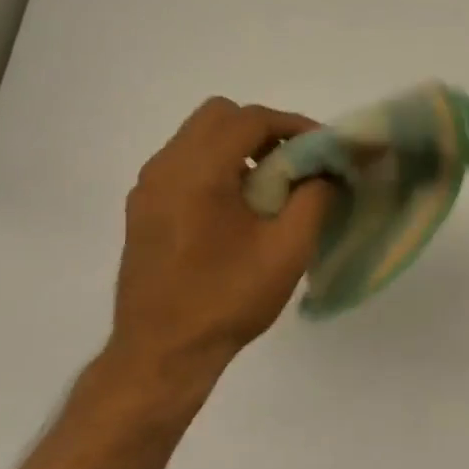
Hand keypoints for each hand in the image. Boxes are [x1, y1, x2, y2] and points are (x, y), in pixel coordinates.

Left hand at [100, 98, 332, 408]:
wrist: (163, 352)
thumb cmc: (228, 299)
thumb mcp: (288, 250)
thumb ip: (314, 198)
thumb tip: (326, 171)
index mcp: (199, 172)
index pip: (250, 119)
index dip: (293, 125)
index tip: (323, 148)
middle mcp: (165, 168)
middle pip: (218, 116)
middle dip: (262, 129)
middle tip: (294, 161)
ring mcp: (148, 188)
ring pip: (197, 138)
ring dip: (238, 146)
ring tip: (270, 185)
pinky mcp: (142, 209)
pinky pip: (183, 164)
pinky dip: (216, 166)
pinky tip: (238, 206)